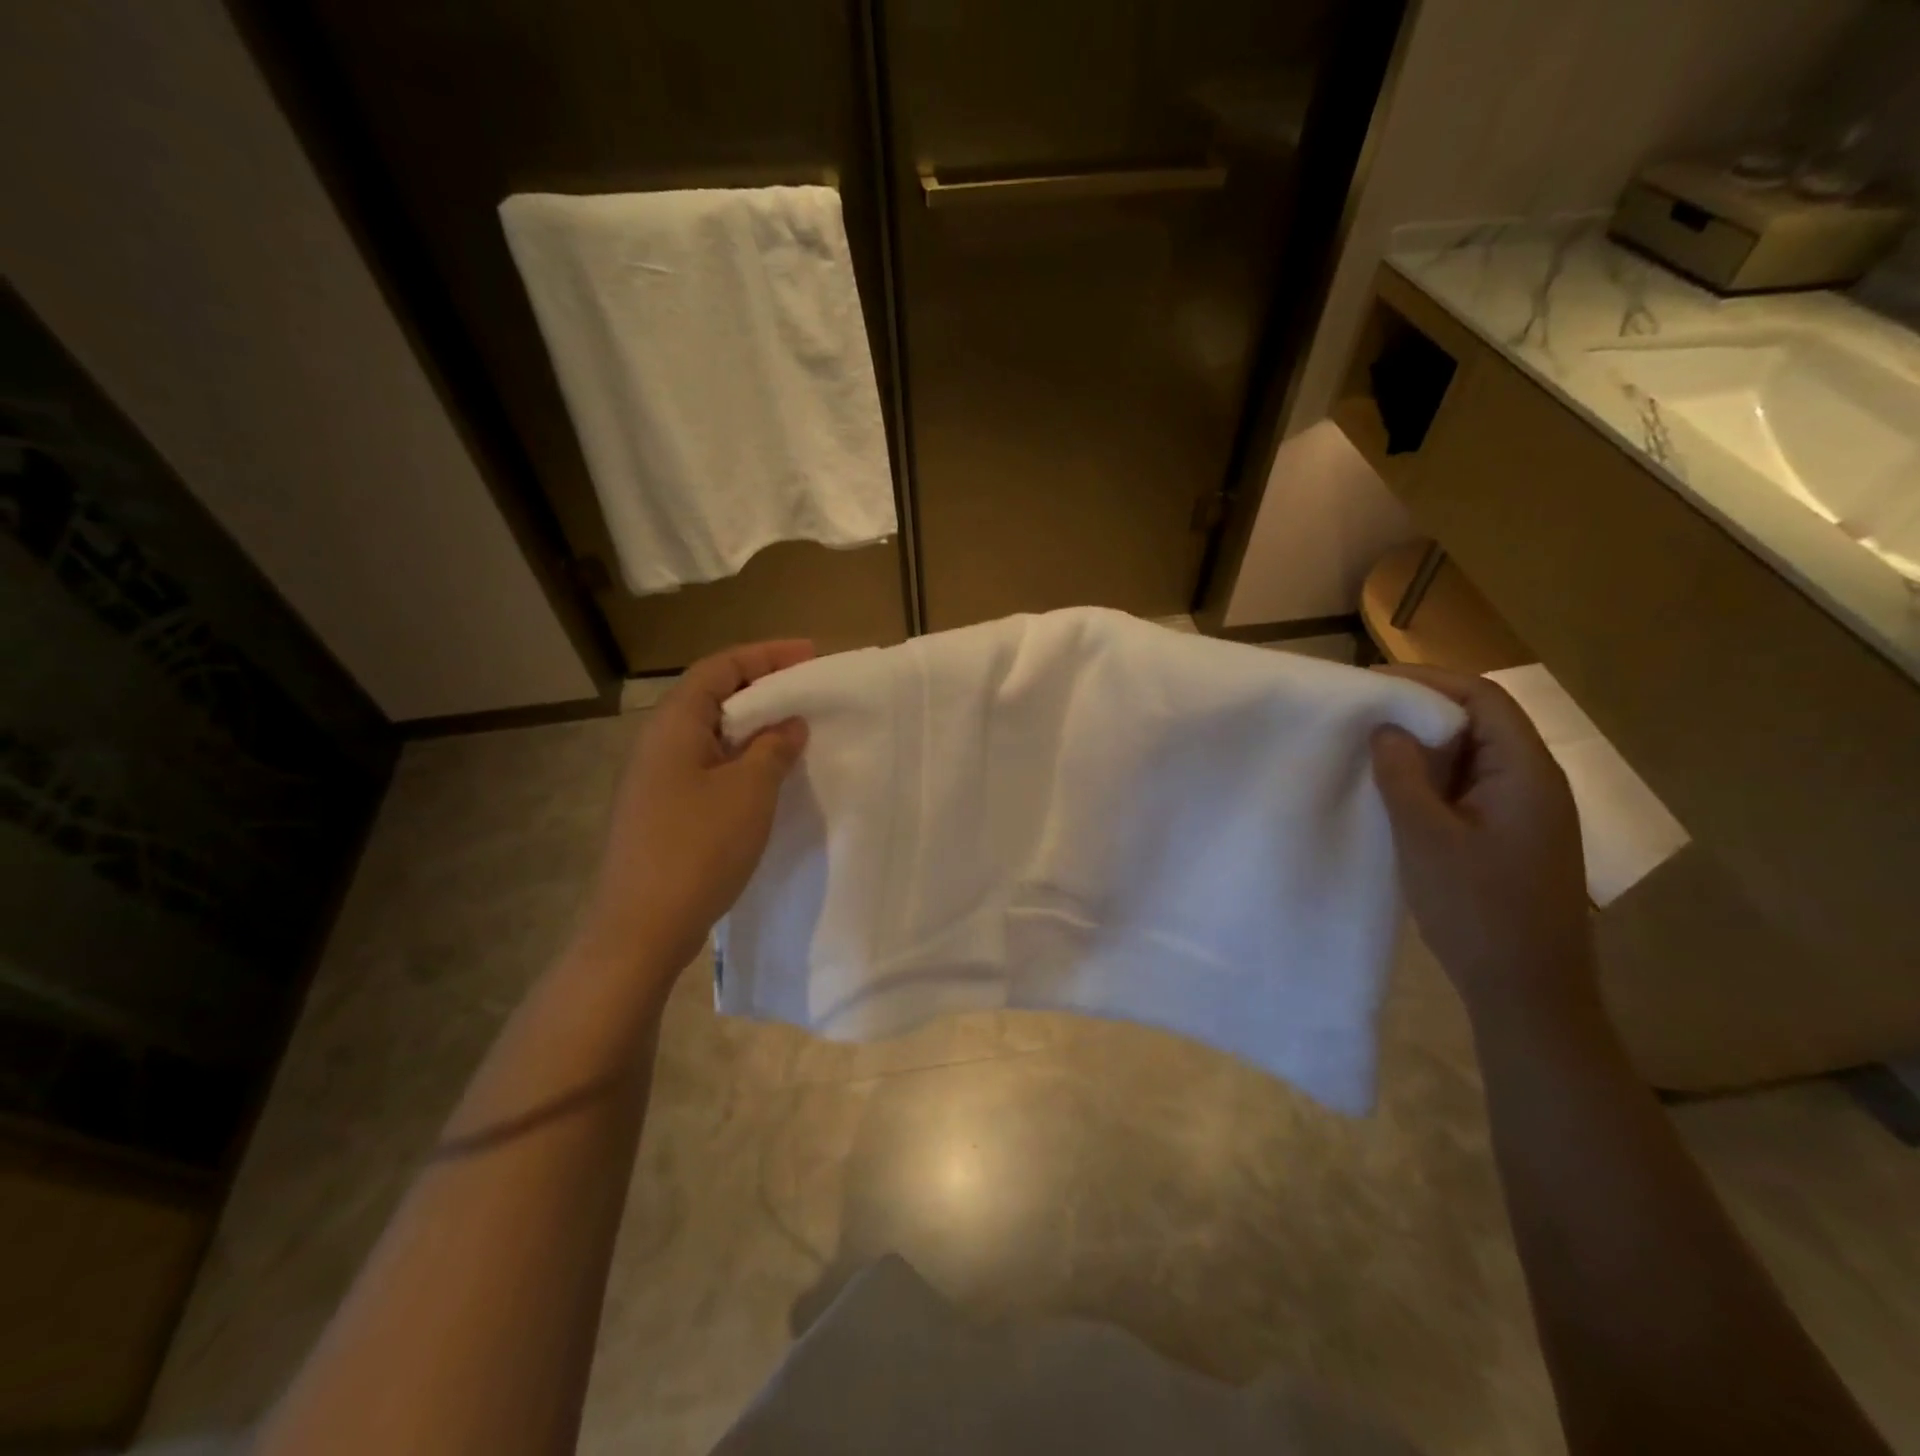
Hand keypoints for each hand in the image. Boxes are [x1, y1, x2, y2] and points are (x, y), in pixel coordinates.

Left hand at [575, 641, 812, 985]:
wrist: (642, 927)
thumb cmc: (698, 847)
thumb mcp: (750, 791)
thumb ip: (773, 748)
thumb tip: (789, 724)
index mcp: (675, 724)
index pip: (720, 667)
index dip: (766, 655)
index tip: (811, 656)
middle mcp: (660, 742)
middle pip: (714, 695)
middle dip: (763, 687)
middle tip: (809, 691)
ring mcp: (658, 779)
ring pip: (713, 734)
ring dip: (755, 727)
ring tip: (797, 730)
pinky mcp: (664, 810)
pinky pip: (709, 766)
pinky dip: (742, 759)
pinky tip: (770, 778)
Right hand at [1369, 665, 1597, 1027]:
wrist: (1528, 992)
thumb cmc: (1478, 911)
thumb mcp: (1427, 839)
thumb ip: (1404, 777)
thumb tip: (1387, 727)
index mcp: (1527, 774)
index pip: (1484, 699)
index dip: (1430, 680)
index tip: (1373, 680)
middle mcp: (1535, 783)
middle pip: (1482, 722)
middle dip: (1423, 710)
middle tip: (1364, 712)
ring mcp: (1525, 813)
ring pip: (1474, 757)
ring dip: (1426, 746)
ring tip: (1372, 745)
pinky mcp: (1511, 837)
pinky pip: (1470, 788)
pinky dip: (1433, 778)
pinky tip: (1397, 790)